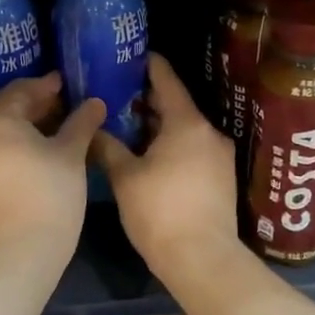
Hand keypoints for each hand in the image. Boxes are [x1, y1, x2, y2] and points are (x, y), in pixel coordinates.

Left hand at [0, 73, 105, 268]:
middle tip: (63, 106)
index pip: (22, 90)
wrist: (15, 256)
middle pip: (5, 111)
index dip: (47, 86)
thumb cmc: (47, 196)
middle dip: (34, 107)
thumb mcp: (71, 155)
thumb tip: (95, 102)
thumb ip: (81, 123)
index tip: (66, 83)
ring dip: (23, 130)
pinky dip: (10, 149)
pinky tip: (35, 155)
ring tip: (53, 131)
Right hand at [92, 54, 238, 274]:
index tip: (133, 55)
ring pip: (185, 130)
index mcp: (187, 124)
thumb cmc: (160, 211)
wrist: (202, 259)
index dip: (150, 65)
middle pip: (177, 106)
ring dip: (159, 126)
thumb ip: (108, 146)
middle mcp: (209, 133)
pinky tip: (149, 156)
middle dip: (149, 100)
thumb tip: (92, 129)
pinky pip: (193, 149)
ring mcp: (219, 157)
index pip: (167, 81)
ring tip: (128, 126)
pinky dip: (172, 145)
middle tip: (118, 94)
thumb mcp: (125, 177)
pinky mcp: (221, 179)